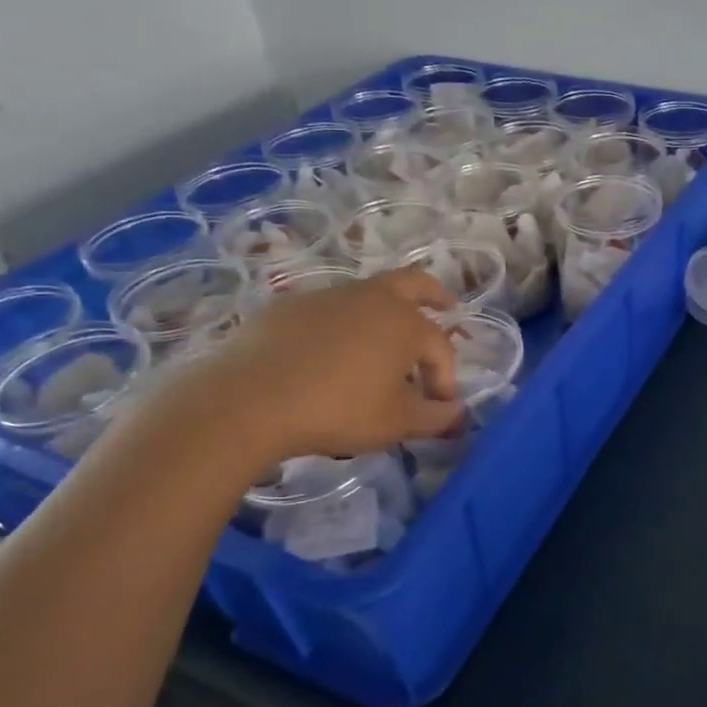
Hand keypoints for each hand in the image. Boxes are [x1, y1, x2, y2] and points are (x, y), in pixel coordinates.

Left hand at [171, 269, 464, 465]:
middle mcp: (373, 298)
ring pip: (368, 294)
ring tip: (383, 342)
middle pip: (414, 283)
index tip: (439, 408)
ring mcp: (329, 296)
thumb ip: (435, 417)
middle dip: (435, 294)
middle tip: (447, 305)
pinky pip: (330, 309)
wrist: (250, 401)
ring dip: (386, 311)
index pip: (441, 348)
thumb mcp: (396, 423)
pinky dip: (343, 323)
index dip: (446, 378)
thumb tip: (457, 413)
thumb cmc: (338, 410)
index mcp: (406, 323)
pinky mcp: (290, 306)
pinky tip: (331, 351)